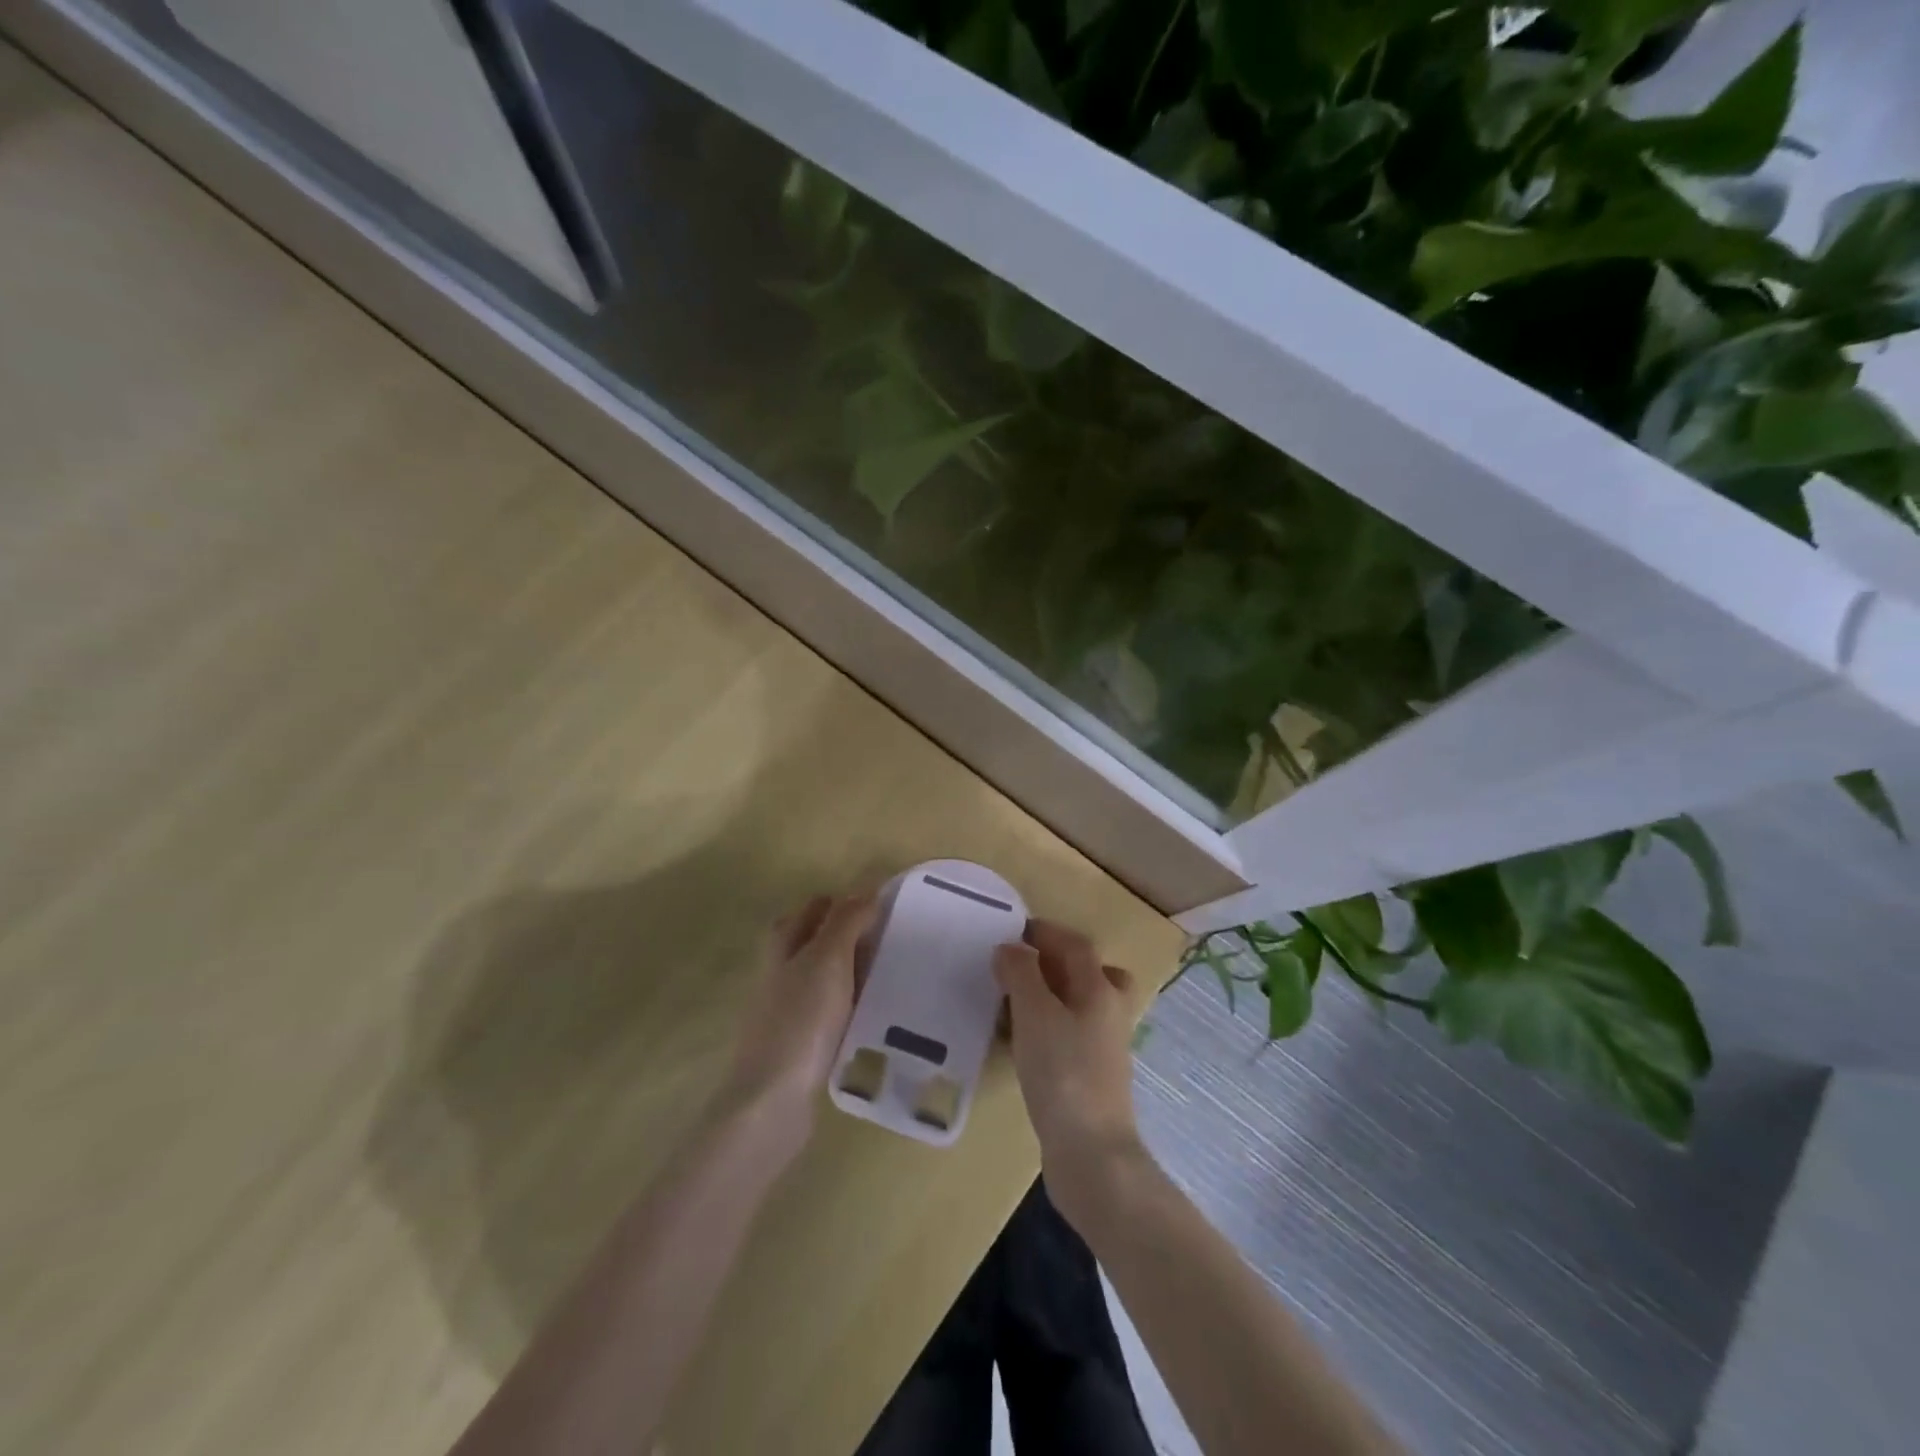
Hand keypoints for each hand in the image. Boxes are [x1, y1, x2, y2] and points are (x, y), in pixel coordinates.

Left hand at [719, 892, 877, 1159]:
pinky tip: (875, 1015)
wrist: (772, 1100)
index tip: (884, 905)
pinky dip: (851, 1005)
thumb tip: (866, 889)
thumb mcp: (827, 959)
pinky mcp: (799, 1043)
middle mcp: (781, 972)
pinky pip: (830, 1011)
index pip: (815, 907)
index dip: (846, 901)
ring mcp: (788, 1009)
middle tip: (892, 938)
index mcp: (784, 945)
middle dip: (851, 934)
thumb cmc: (801, 1020)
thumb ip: (846, 921)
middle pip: (817, 940)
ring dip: (854, 971)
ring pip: (825, 976)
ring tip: (892, 974)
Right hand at [994, 920, 1144, 1223]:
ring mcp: (1103, 1048)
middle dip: (1054, 963)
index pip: (1076, 946)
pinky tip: (1019, 1043)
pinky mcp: (1090, 1078)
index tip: (1014, 930)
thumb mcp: (1035, 1013)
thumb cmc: (1063, 1073)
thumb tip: (1011, 948)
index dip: (1047, 932)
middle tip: (1018, 965)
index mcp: (1100, 990)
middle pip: (1088, 974)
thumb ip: (1022, 974)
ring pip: (1079, 1006)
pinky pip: (1068, 1036)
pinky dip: (1046, 1028)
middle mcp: (1109, 1013)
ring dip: (1049, 996)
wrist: (1091, 1155)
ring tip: (1011, 1001)